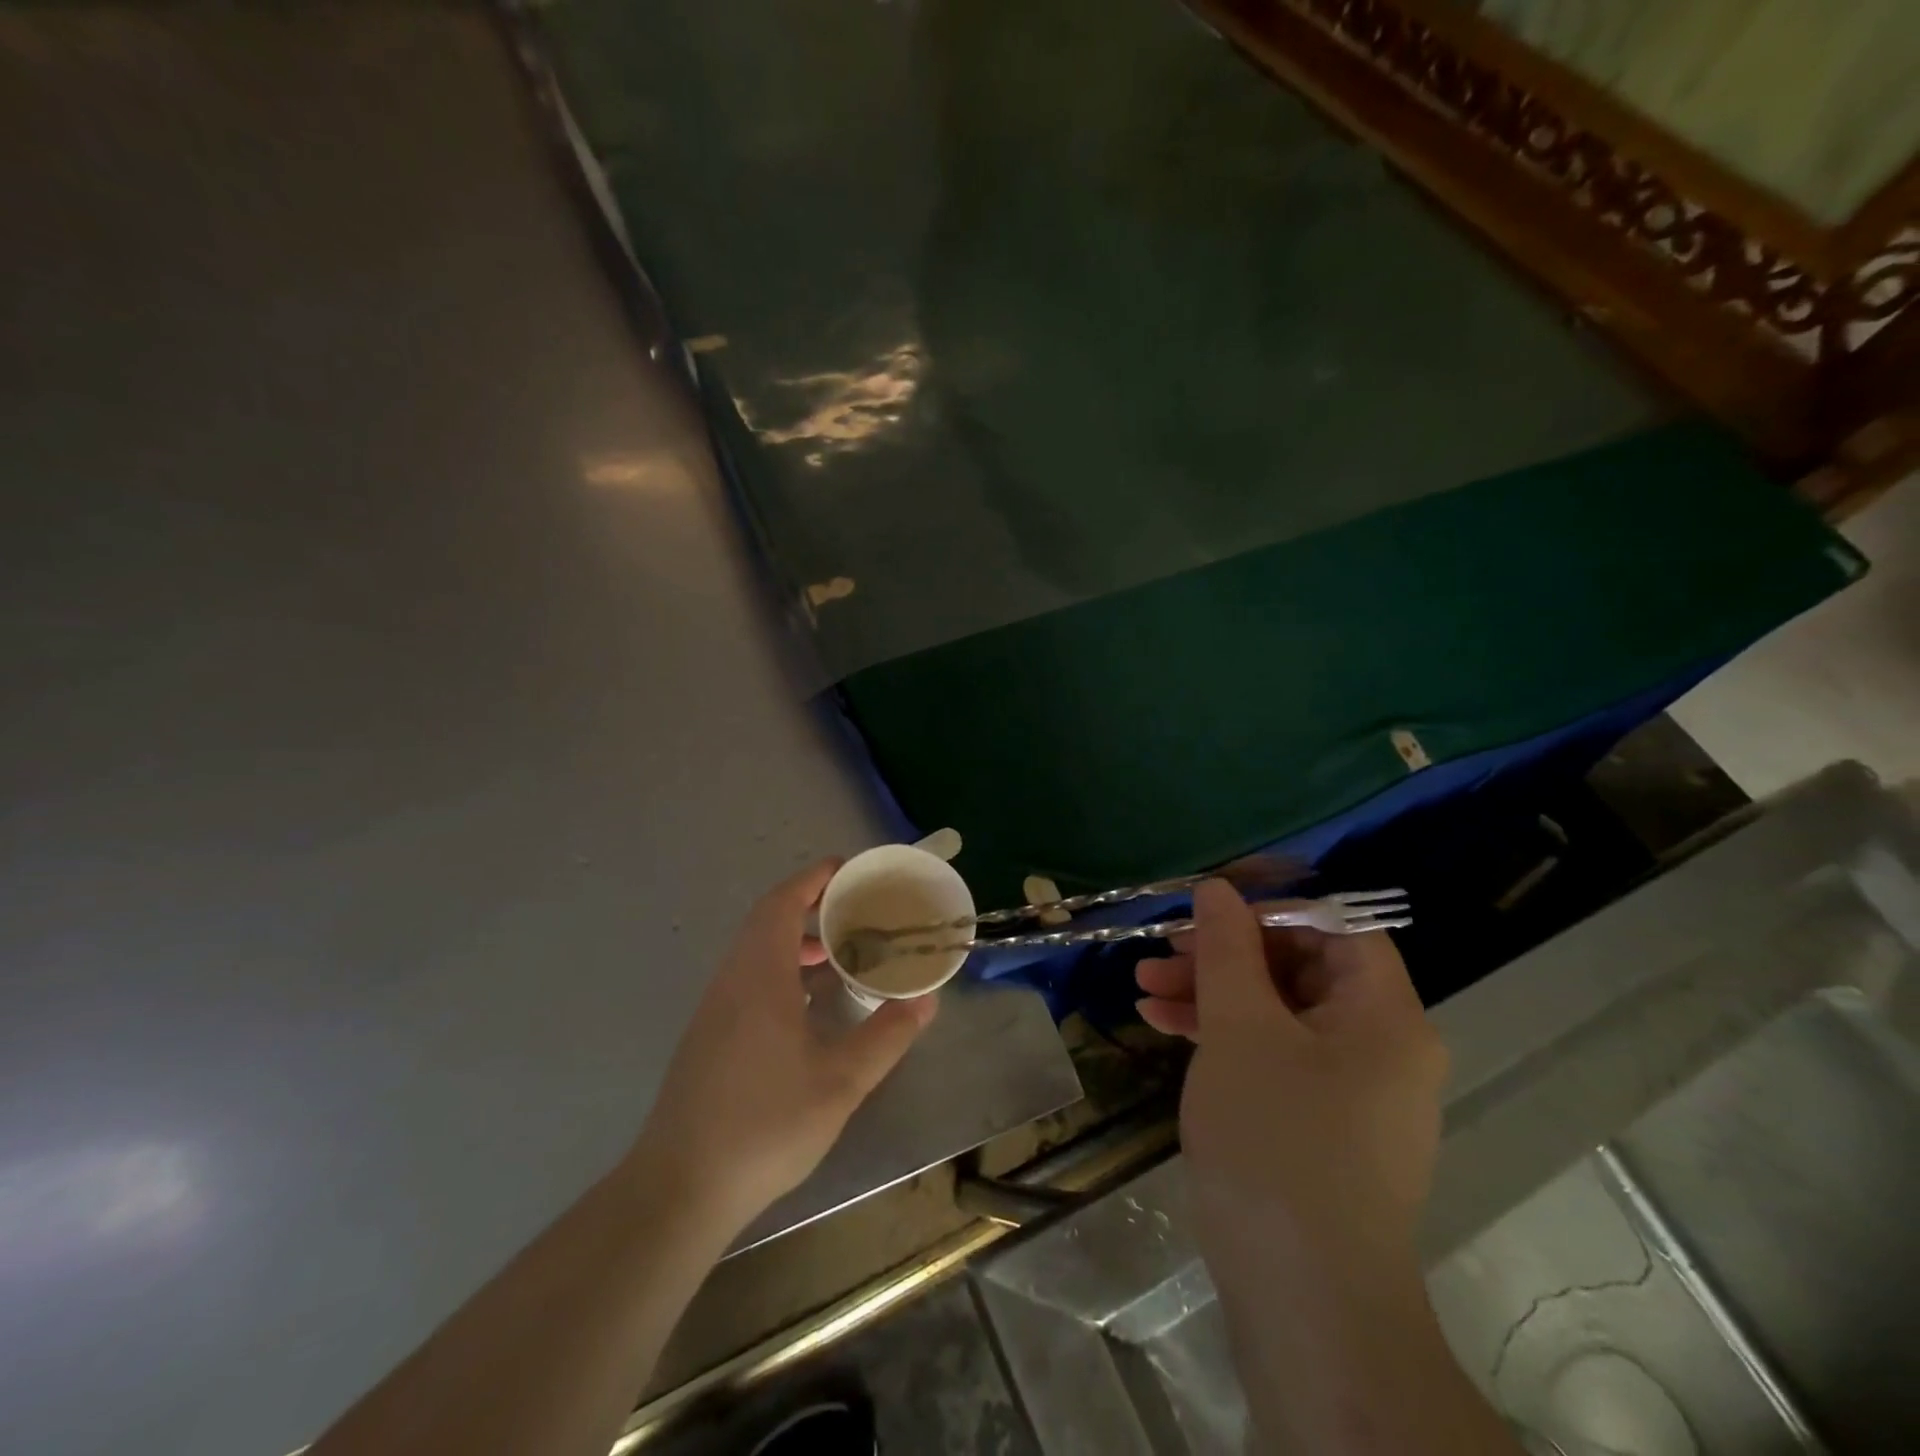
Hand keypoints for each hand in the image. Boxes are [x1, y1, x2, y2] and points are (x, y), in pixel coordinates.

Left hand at [628, 861, 936, 1233]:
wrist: (681, 1187)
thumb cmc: (764, 1124)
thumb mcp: (840, 1082)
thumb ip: (886, 1036)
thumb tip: (925, 999)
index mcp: (760, 976)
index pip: (783, 902)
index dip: (814, 878)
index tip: (849, 870)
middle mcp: (733, 980)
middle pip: (769, 921)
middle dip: (812, 906)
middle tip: (858, 911)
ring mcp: (716, 1008)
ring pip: (758, 952)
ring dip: (798, 941)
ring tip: (842, 954)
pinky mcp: (711, 1036)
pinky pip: (750, 978)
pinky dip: (784, 970)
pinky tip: (811, 1005)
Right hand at [1136, 880, 1446, 1276]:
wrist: (1304, 1298)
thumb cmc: (1277, 1139)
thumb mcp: (1240, 1028)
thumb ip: (1227, 950)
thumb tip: (1218, 889)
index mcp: (1384, 1015)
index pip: (1336, 927)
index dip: (1270, 911)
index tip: (1207, 913)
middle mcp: (1380, 1046)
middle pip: (1300, 970)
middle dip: (1223, 957)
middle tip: (1160, 954)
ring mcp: (1351, 1091)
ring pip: (1277, 1014)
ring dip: (1211, 995)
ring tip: (1143, 990)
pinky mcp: (1320, 1126)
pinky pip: (1273, 1057)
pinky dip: (1223, 1038)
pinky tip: (1164, 1028)